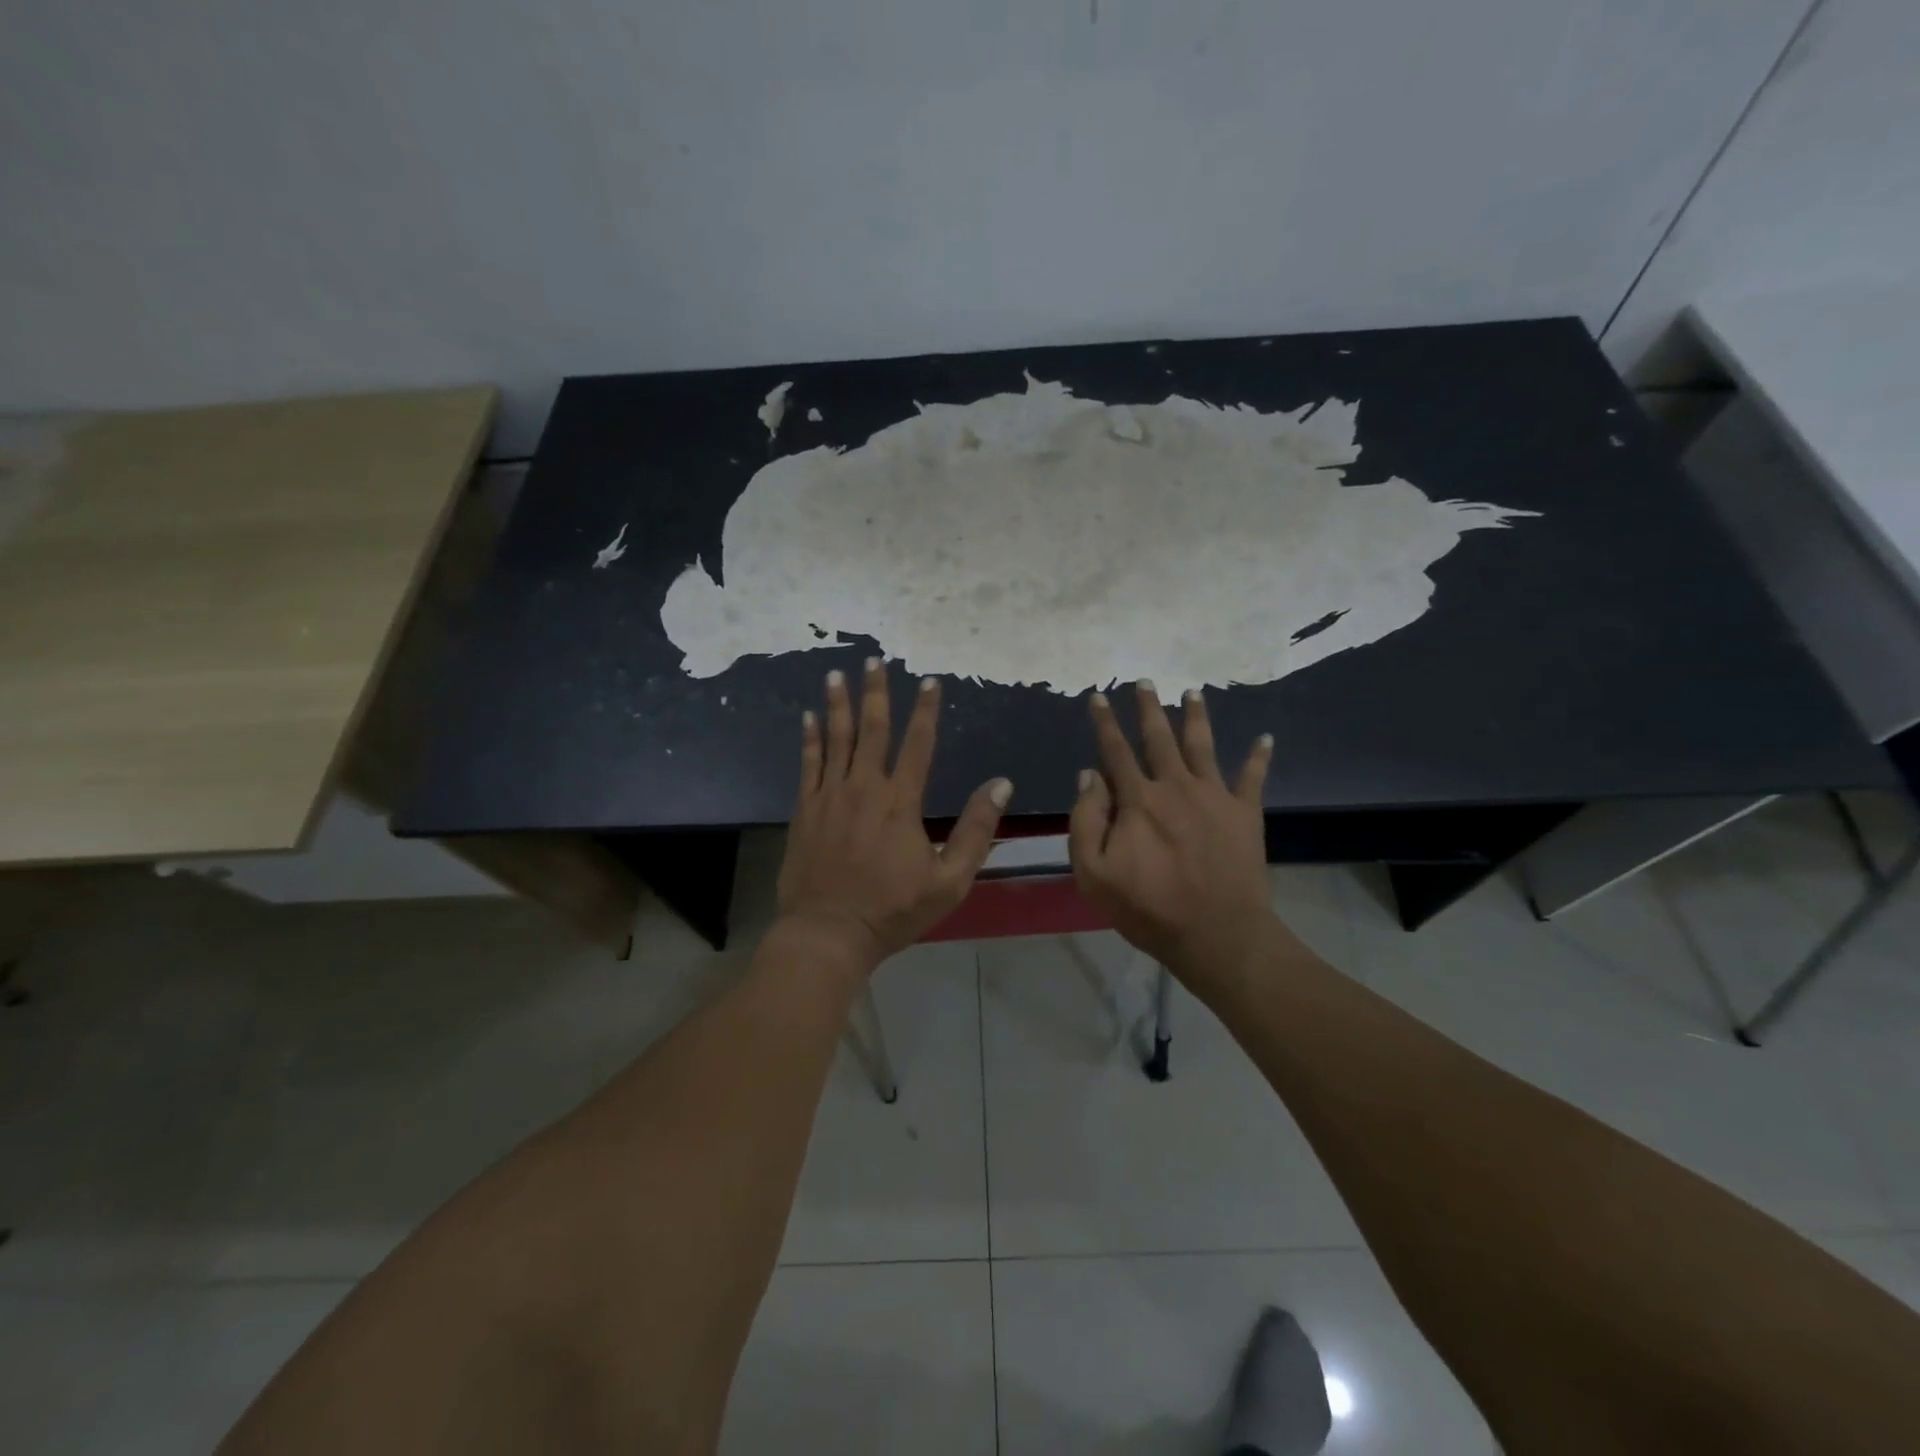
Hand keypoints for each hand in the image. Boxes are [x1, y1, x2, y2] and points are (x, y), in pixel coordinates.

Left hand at [776, 658, 1011, 972]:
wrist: (829, 933)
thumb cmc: (893, 910)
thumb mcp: (950, 880)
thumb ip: (976, 830)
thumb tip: (1000, 785)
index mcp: (900, 802)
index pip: (918, 745)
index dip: (925, 711)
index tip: (930, 681)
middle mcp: (863, 788)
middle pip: (871, 730)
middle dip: (875, 692)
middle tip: (874, 660)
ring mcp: (829, 796)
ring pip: (835, 739)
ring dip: (838, 704)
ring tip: (838, 673)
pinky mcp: (804, 810)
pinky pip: (808, 764)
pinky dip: (810, 738)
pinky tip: (809, 717)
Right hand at [1069, 681, 1288, 991]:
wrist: (1217, 935)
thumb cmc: (1149, 908)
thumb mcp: (1094, 873)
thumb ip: (1086, 820)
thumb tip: (1090, 775)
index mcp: (1138, 800)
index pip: (1115, 751)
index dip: (1104, 722)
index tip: (1097, 696)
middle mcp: (1176, 786)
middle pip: (1159, 738)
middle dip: (1149, 708)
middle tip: (1145, 681)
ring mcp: (1215, 797)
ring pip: (1203, 746)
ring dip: (1197, 717)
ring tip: (1194, 692)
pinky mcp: (1245, 814)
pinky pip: (1253, 778)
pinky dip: (1259, 757)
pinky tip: (1266, 738)